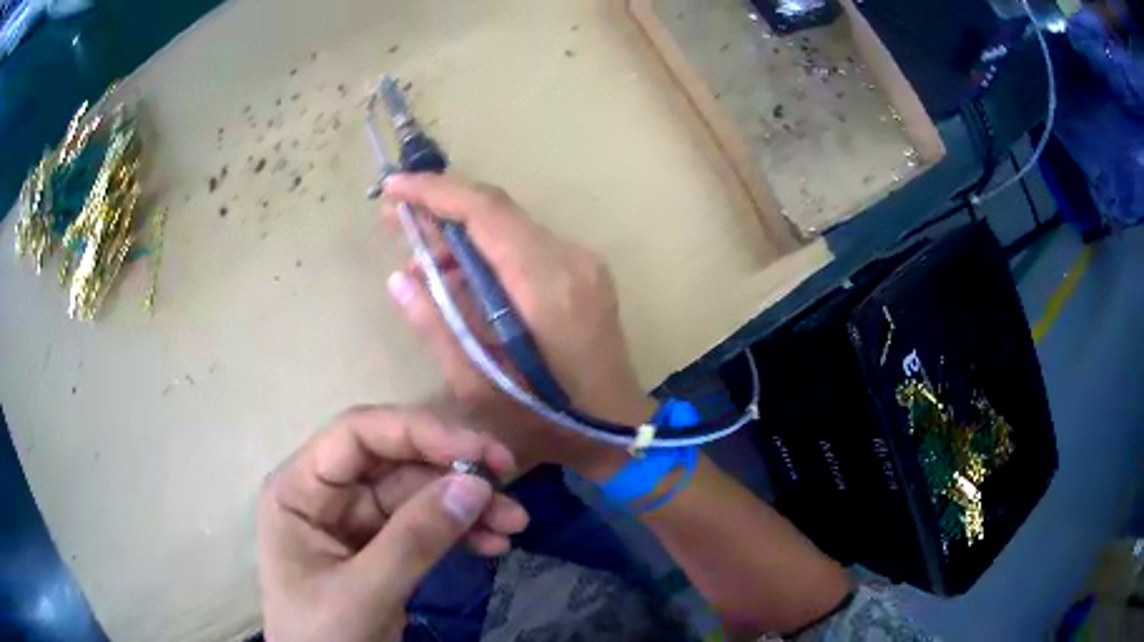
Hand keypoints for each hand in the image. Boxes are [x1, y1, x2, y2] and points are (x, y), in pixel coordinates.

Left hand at [257, 405, 528, 641]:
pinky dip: (462, 531)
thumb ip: (413, 542)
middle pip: (395, 461)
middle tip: (508, 483)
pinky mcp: (382, 546)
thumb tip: (475, 485)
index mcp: (299, 488)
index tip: (478, 451)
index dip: (418, 432)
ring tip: (514, 524)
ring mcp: (356, 520)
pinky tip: (494, 544)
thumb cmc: (320, 637)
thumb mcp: (361, 594)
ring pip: (419, 492)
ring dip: (468, 504)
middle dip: (453, 471)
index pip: (357, 435)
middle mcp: (328, 493)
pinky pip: (427, 525)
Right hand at [382, 174, 655, 477]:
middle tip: (394, 221)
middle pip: (497, 212)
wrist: (617, 433)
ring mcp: (583, 264)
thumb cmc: (548, 425)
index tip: (392, 187)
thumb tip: (399, 278)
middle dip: (441, 208)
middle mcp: (570, 260)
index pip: (486, 212)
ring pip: (510, 226)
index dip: (435, 191)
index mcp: (546, 286)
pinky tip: (458, 277)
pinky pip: (526, 246)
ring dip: (462, 234)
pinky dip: (486, 252)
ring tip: (419, 259)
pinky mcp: (584, 274)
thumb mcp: (479, 388)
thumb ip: (437, 327)